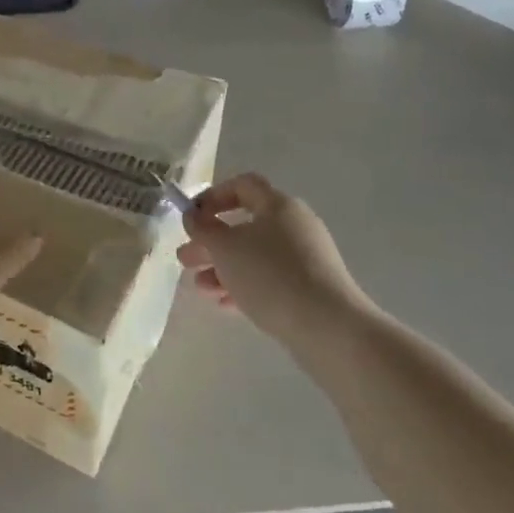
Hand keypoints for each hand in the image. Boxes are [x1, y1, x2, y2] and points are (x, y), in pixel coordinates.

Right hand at [178, 172, 372, 342]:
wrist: (328, 327)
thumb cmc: (271, 275)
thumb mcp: (225, 248)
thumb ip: (203, 228)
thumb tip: (192, 215)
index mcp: (278, 205)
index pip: (242, 185)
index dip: (213, 196)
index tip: (191, 217)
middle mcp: (295, 225)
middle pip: (245, 224)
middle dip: (211, 241)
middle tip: (185, 259)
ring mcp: (305, 258)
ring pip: (255, 254)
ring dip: (224, 267)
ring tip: (200, 287)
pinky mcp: (310, 288)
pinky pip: (270, 278)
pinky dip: (245, 285)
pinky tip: (225, 304)